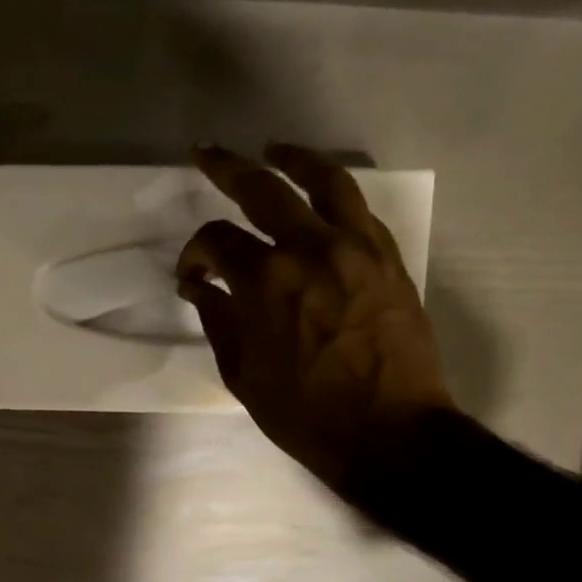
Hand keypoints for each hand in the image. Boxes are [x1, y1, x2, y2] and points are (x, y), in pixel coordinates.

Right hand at [178, 143, 454, 505]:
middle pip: (262, 188)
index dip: (195, 253)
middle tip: (207, 153)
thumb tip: (201, 285)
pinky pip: (359, 210)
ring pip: (324, 181)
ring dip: (293, 158)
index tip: (192, 275)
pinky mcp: (389, 259)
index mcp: (264, 281)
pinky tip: (320, 197)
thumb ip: (217, 319)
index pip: (216, 240)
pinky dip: (333, 195)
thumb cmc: (304, 413)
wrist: (389, 432)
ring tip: (274, 148)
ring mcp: (356, 248)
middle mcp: (309, 249)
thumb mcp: (242, 373)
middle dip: (227, 167)